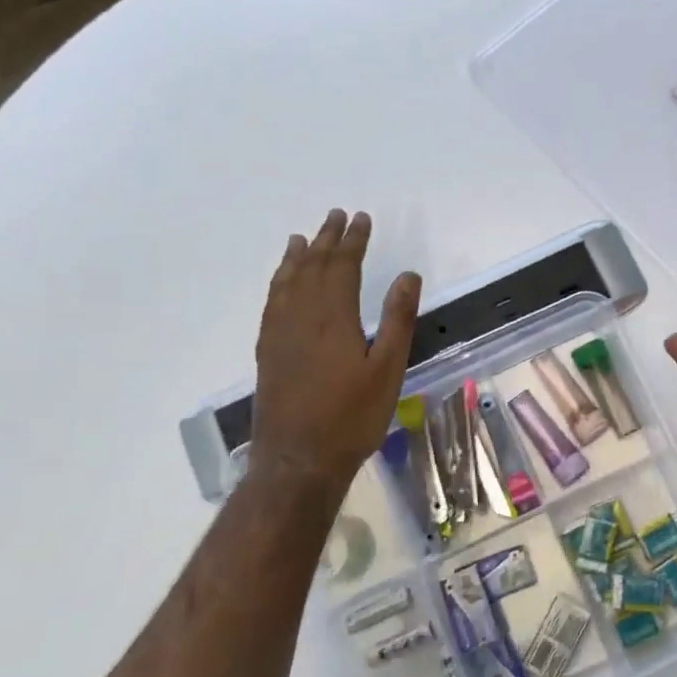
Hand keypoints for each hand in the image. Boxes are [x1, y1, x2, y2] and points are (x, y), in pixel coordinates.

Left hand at [250, 210, 420, 489]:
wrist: (297, 460)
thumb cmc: (351, 417)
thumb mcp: (388, 369)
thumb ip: (398, 320)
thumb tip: (408, 275)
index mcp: (335, 317)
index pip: (343, 266)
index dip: (354, 241)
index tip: (362, 219)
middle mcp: (302, 316)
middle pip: (313, 267)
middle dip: (328, 239)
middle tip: (336, 216)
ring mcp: (279, 333)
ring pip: (287, 282)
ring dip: (297, 256)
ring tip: (302, 238)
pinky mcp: (267, 351)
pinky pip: (272, 303)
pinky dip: (278, 283)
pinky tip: (281, 283)